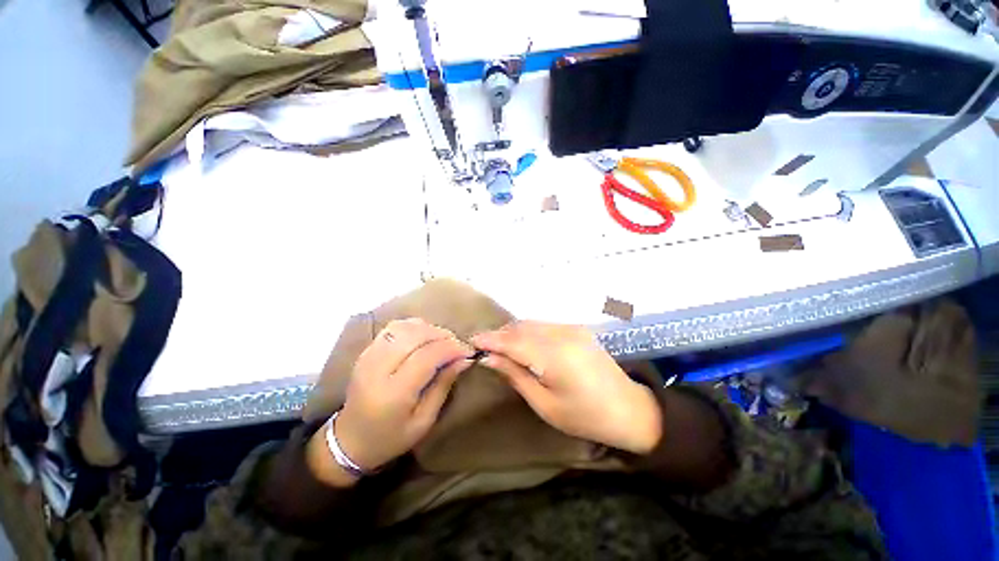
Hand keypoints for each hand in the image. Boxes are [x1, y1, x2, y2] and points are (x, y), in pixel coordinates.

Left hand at [308, 318, 474, 485]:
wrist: (349, 440)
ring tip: (442, 341)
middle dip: (442, 335)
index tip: (468, 351)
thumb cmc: (390, 438)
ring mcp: (368, 357)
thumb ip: (443, 386)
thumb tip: (464, 359)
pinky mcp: (366, 351)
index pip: (426, 357)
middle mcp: (377, 369)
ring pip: (404, 327)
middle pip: (415, 336)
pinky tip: (423, 337)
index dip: (451, 348)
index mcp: (393, 393)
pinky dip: (413, 327)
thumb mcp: (424, 422)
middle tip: (457, 345)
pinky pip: (393, 328)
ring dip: (428, 329)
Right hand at [472, 322, 661, 453]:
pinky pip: (544, 325)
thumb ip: (515, 375)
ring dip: (513, 332)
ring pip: (532, 323)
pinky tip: (523, 343)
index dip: (490, 339)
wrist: (629, 409)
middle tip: (484, 347)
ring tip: (499, 346)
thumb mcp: (544, 403)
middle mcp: (562, 334)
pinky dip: (528, 331)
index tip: (471, 341)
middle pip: (521, 327)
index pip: (513, 341)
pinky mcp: (577, 329)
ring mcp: (571, 328)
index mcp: (554, 356)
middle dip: (500, 334)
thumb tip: (489, 358)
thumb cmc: (584, 416)